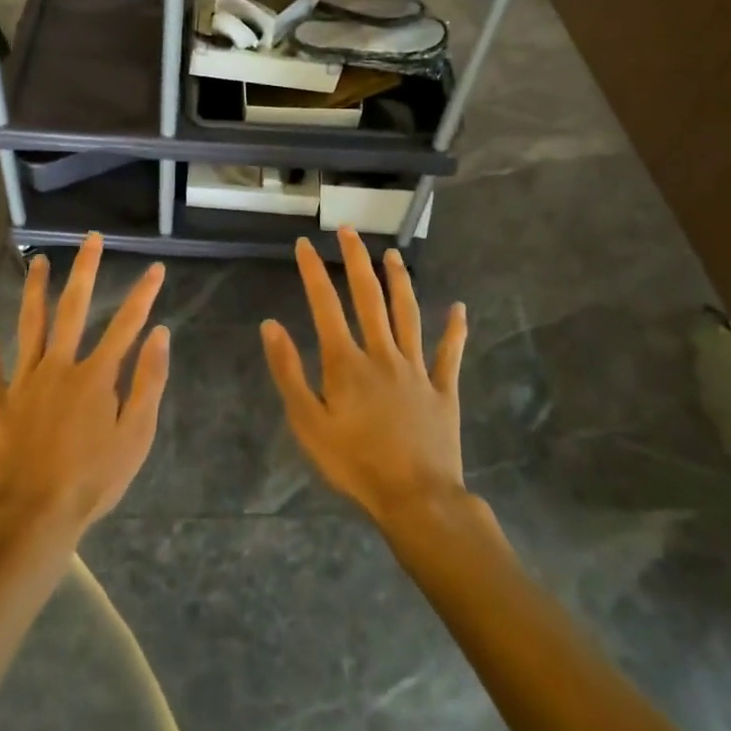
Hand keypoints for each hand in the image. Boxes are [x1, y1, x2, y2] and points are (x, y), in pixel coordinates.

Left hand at [0, 233, 170, 543]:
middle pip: (74, 308)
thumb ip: (148, 381)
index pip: (126, 324)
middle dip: (86, 270)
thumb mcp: (135, 436)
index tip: (154, 267)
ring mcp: (24, 380)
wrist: (32, 516)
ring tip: (38, 260)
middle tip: (90, 238)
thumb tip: (159, 332)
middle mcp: (60, 365)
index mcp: (97, 375)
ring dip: (35, 289)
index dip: (143, 294)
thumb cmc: (92, 480)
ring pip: (30, 323)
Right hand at [260, 229, 468, 527]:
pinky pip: (449, 355)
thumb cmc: (355, 464)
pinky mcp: (443, 390)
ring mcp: (416, 370)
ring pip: (408, 315)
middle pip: (369, 298)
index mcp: (346, 362)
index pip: (325, 305)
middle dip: (357, 261)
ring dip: (399, 281)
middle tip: (349, 230)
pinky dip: (455, 330)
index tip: (305, 244)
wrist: (417, 500)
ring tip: (392, 254)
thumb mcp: (308, 423)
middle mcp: (382, 354)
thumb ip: (288, 372)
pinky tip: (459, 308)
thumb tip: (271, 325)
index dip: (313, 272)